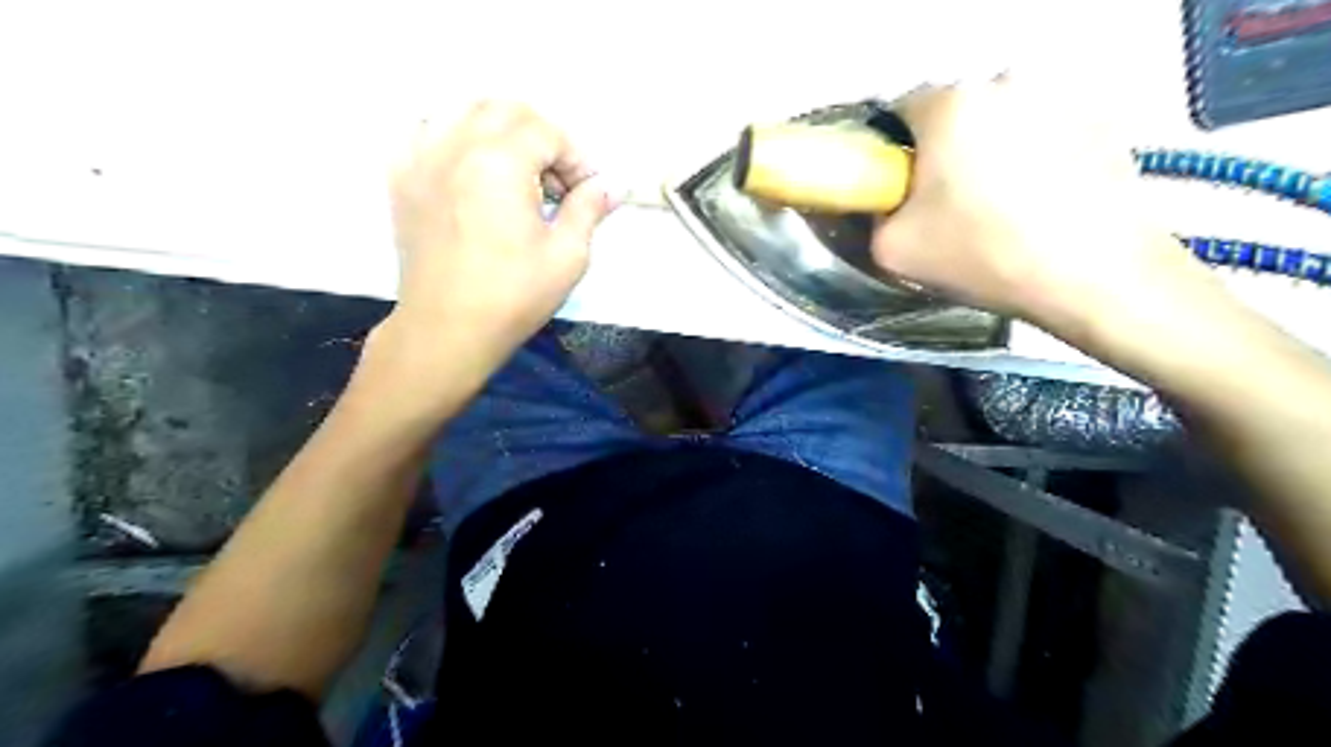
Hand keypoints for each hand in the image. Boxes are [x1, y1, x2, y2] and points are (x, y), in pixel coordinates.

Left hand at [382, 100, 615, 371]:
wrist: (447, 330)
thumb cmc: (513, 296)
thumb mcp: (567, 256)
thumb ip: (588, 209)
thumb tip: (609, 186)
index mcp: (499, 162)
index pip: (547, 132)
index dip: (576, 158)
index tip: (586, 193)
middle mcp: (455, 146)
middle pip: (505, 109)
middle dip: (541, 136)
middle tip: (555, 179)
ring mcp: (420, 159)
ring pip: (462, 111)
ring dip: (498, 130)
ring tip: (515, 171)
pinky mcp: (401, 179)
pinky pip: (425, 132)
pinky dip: (453, 137)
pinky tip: (469, 168)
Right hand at [877, 74, 1197, 331]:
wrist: (1092, 275)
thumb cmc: (982, 255)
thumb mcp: (892, 250)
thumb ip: (873, 217)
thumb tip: (885, 206)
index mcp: (950, 105)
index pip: (900, 113)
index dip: (893, 155)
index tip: (901, 191)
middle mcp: (1005, 83)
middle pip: (954, 115)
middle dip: (944, 152)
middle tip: (949, 206)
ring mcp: (1059, 97)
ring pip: (1000, 123)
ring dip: (990, 154)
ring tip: (1000, 208)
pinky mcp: (1101, 119)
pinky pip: (1043, 134)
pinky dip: (1033, 159)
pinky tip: (1039, 204)